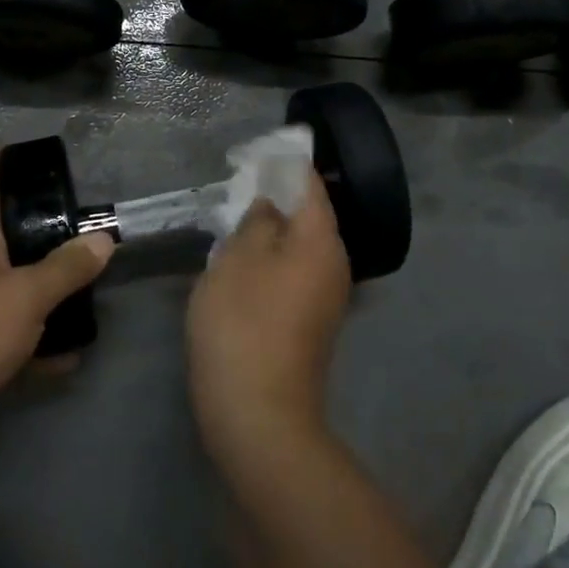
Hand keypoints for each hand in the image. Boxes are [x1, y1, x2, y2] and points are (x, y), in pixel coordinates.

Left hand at [0, 147, 113, 419]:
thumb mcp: (27, 295)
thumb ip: (67, 268)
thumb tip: (103, 239)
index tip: (12, 147)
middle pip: (3, 240)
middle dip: (38, 233)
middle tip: (76, 229)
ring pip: (11, 290)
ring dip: (44, 294)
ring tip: (84, 296)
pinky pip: (11, 337)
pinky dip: (38, 343)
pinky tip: (66, 358)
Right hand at [186, 170, 351, 463]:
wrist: (259, 415)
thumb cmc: (244, 324)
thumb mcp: (237, 259)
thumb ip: (256, 221)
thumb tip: (271, 206)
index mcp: (322, 240)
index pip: (309, 184)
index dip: (285, 163)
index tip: (257, 151)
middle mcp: (334, 265)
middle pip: (308, 216)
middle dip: (276, 197)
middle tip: (238, 186)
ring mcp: (326, 298)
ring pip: (298, 247)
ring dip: (270, 231)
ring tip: (234, 222)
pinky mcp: (310, 324)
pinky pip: (293, 274)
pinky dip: (271, 261)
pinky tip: (241, 266)